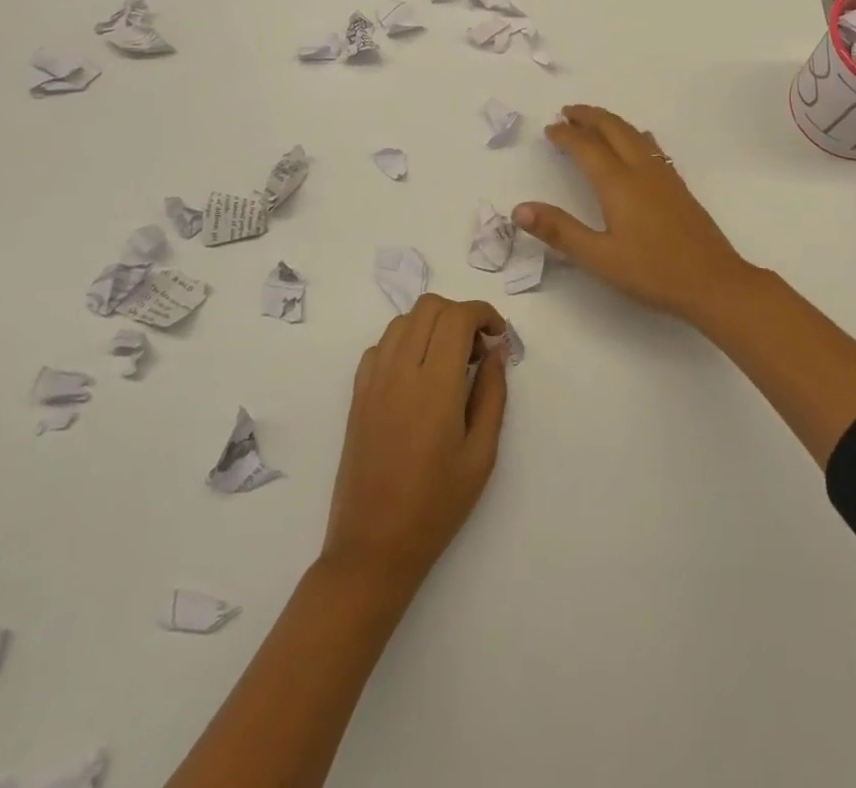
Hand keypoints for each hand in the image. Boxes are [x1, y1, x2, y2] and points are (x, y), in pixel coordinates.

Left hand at [321, 294, 509, 590]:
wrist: (373, 547)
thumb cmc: (436, 506)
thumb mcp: (481, 454)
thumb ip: (492, 394)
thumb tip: (496, 351)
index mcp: (435, 386)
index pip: (457, 317)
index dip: (483, 313)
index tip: (498, 336)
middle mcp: (400, 372)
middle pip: (429, 307)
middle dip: (460, 314)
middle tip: (477, 349)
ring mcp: (373, 381)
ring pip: (402, 321)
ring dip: (432, 325)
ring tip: (450, 360)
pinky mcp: (356, 395)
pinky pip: (380, 346)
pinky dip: (404, 343)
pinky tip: (418, 374)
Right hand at [513, 104, 761, 325]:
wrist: (713, 281)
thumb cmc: (652, 272)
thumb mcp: (598, 257)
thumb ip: (560, 231)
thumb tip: (519, 209)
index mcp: (617, 183)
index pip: (586, 147)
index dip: (565, 135)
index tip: (549, 129)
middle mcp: (641, 170)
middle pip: (613, 128)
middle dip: (589, 116)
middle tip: (568, 112)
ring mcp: (664, 176)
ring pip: (634, 133)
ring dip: (611, 121)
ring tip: (594, 121)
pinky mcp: (678, 186)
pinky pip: (650, 146)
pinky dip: (633, 134)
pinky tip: (637, 143)